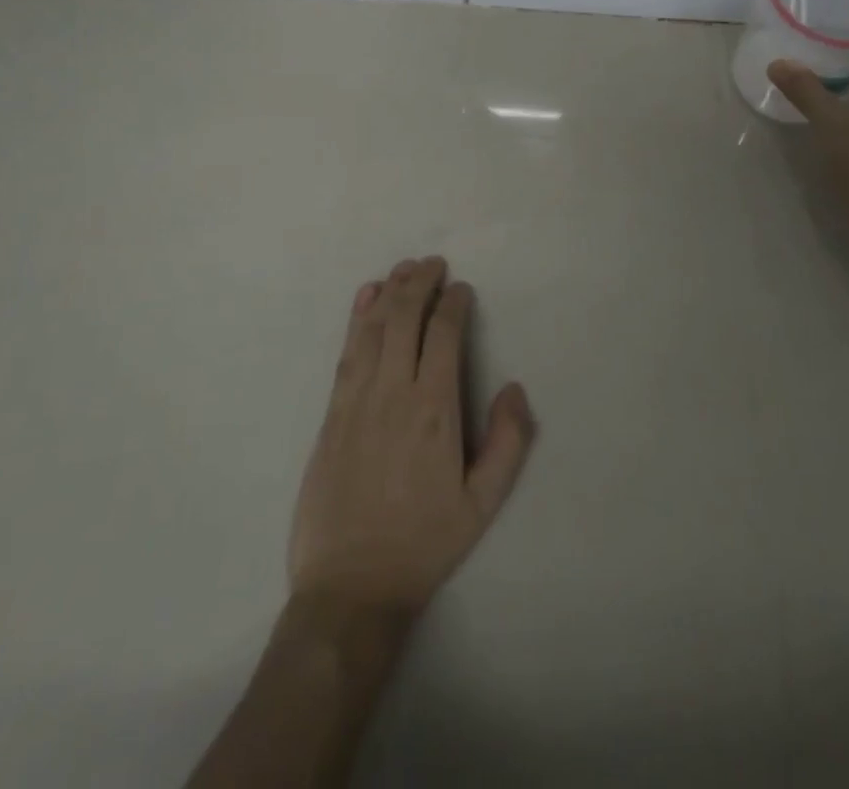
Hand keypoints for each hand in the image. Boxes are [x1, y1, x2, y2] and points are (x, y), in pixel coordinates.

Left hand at [288, 257, 534, 628]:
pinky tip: (365, 298)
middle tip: (433, 263)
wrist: (350, 585)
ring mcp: (357, 398)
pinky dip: (357, 318)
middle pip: (405, 318)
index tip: (462, 288)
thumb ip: (508, 443)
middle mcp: (394, 391)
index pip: (443, 334)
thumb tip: (515, 387)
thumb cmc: (423, 543)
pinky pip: (347, 351)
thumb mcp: (482, 504)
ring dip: (389, 291)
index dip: (453, 303)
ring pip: (373, 327)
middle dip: (420, 283)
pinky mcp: (332, 411)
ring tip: (404, 268)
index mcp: (434, 409)